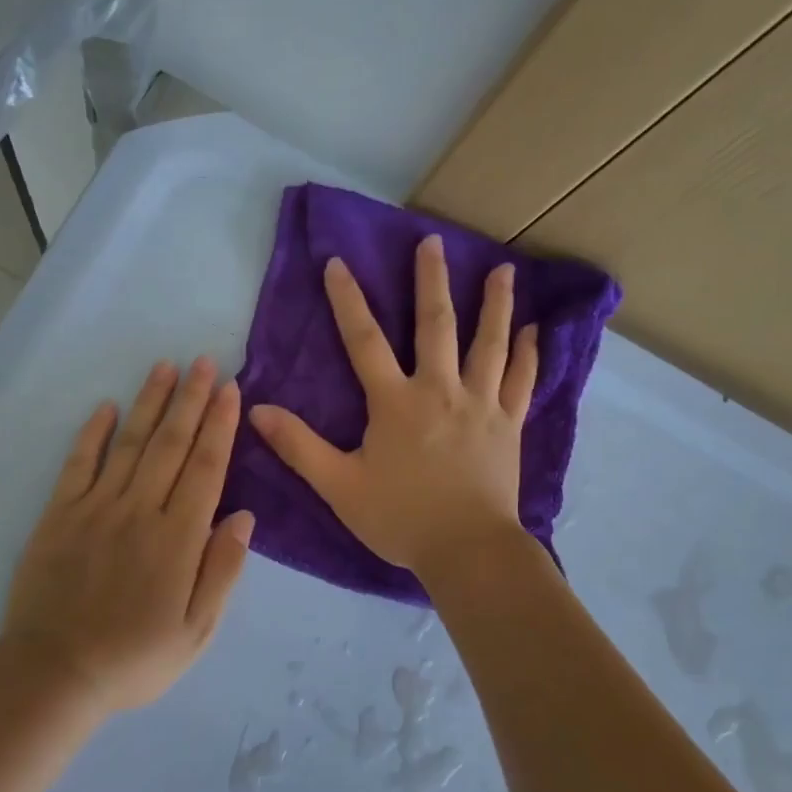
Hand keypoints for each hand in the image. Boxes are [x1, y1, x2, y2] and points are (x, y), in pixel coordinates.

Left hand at [0, 358, 253, 711]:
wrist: (53, 675)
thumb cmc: (134, 658)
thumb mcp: (197, 631)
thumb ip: (222, 570)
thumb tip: (245, 517)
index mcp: (178, 538)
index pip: (205, 467)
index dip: (220, 425)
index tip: (231, 390)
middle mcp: (139, 510)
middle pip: (170, 444)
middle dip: (191, 400)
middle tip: (205, 362)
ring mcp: (95, 508)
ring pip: (129, 443)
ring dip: (149, 402)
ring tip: (165, 367)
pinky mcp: (59, 515)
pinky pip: (78, 464)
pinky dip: (93, 433)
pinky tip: (107, 407)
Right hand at [248, 233, 537, 581]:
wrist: (467, 550)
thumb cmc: (400, 518)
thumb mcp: (339, 486)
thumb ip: (299, 446)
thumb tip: (257, 410)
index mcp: (395, 401)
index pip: (364, 340)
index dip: (348, 300)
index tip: (337, 263)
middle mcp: (440, 390)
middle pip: (435, 325)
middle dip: (431, 280)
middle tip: (434, 241)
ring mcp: (481, 404)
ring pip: (489, 343)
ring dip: (494, 304)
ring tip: (503, 269)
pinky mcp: (509, 424)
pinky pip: (522, 380)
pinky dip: (528, 354)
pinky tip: (534, 330)